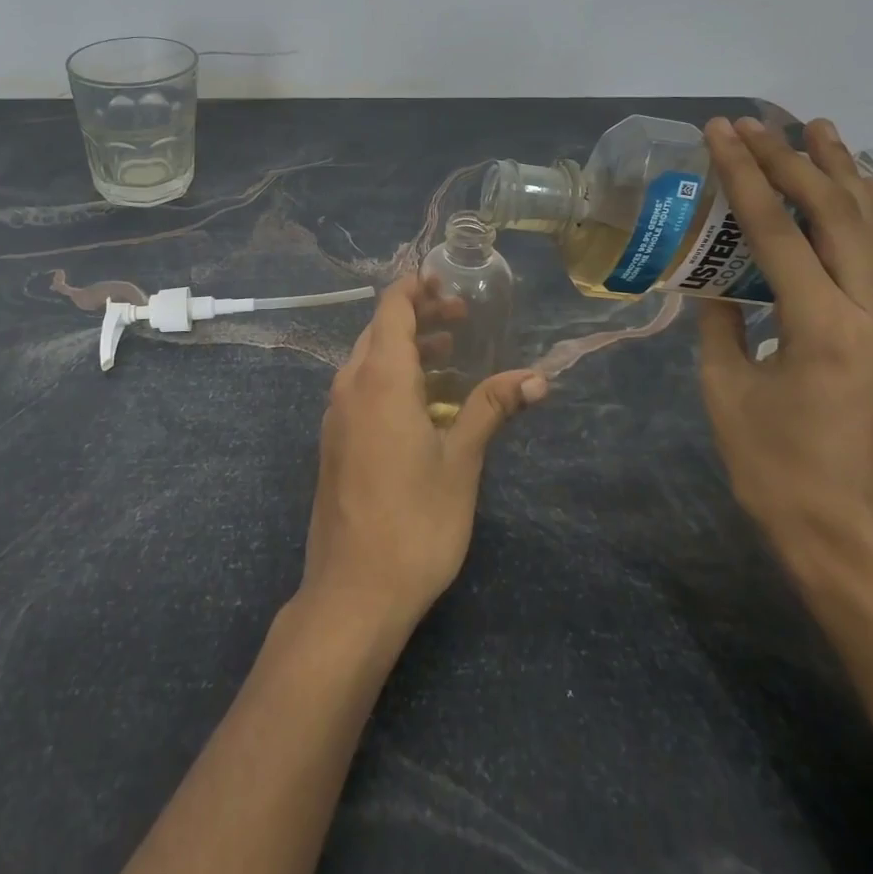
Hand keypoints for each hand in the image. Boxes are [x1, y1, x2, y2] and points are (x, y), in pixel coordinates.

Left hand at [301, 277, 546, 636]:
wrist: (353, 592)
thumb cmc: (415, 522)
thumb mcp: (461, 461)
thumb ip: (491, 408)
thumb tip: (537, 377)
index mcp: (379, 379)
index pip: (392, 308)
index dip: (417, 288)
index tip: (449, 281)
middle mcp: (350, 386)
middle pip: (381, 330)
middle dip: (420, 315)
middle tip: (464, 318)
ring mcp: (337, 414)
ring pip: (370, 359)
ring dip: (408, 347)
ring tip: (452, 352)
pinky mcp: (336, 440)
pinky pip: (363, 387)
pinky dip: (393, 376)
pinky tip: (425, 401)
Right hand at [695, 117, 872, 576]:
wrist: (849, 534)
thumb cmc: (774, 468)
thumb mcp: (725, 389)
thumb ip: (720, 323)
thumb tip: (712, 282)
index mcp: (820, 325)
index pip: (775, 229)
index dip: (744, 174)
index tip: (720, 132)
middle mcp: (869, 312)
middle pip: (833, 214)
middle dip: (792, 160)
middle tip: (757, 122)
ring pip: (868, 228)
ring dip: (838, 174)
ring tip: (818, 128)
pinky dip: (860, 212)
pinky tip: (854, 189)